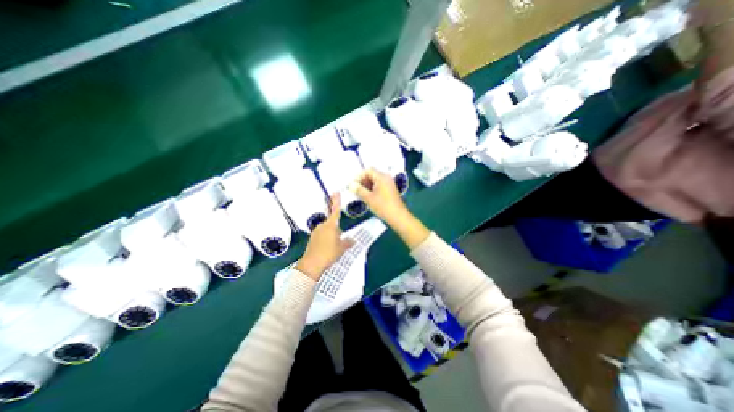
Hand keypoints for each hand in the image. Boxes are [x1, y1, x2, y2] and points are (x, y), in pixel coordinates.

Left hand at [296, 195, 357, 281]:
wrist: (312, 264)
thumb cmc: (329, 253)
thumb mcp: (342, 248)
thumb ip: (348, 242)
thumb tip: (352, 240)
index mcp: (331, 225)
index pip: (335, 210)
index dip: (336, 201)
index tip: (336, 192)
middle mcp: (322, 226)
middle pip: (332, 223)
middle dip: (337, 229)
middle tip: (340, 240)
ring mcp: (316, 232)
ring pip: (327, 230)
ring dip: (332, 235)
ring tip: (334, 247)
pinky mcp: (312, 238)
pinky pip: (322, 236)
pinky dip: (326, 240)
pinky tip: (328, 249)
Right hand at [351, 168, 411, 226]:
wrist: (398, 217)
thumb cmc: (383, 206)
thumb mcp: (368, 198)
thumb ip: (358, 190)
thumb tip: (350, 185)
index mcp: (382, 177)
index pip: (368, 171)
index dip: (359, 176)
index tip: (353, 185)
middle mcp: (386, 178)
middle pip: (372, 175)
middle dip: (362, 181)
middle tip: (355, 190)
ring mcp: (389, 184)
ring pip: (375, 181)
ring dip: (366, 186)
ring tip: (360, 195)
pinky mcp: (390, 191)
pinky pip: (379, 186)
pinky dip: (372, 189)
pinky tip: (367, 197)